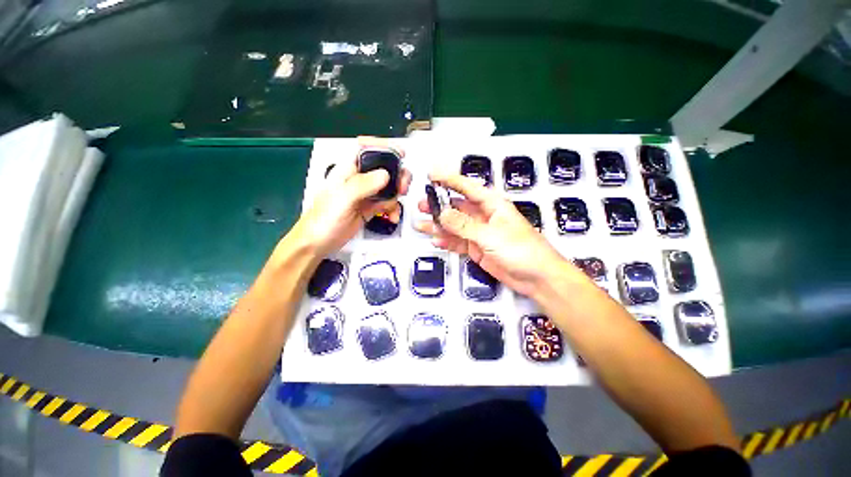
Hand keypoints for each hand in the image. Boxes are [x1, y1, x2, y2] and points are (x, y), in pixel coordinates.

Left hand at [291, 148, 411, 257]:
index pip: (366, 149)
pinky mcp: (370, 209)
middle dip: (397, 175)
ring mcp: (366, 195)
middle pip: (383, 168)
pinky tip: (392, 217)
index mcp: (348, 170)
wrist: (318, 244)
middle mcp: (359, 179)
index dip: (384, 147)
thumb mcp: (343, 199)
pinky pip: (387, 204)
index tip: (401, 153)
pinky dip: (393, 209)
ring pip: (388, 187)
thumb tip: (386, 174)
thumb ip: (363, 185)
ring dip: (397, 194)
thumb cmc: (323, 219)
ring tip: (396, 205)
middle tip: (403, 186)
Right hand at [414, 170, 572, 296]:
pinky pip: (458, 242)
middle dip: (439, 205)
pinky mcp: (477, 249)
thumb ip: (464, 225)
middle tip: (422, 205)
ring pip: (454, 226)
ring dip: (439, 225)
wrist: (537, 277)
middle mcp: (484, 217)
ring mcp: (480, 233)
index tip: (432, 174)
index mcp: (493, 205)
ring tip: (421, 224)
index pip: (467, 187)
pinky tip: (437, 240)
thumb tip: (443, 214)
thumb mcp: (490, 235)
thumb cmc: (524, 251)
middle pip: (457, 207)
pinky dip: (447, 241)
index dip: (449, 179)